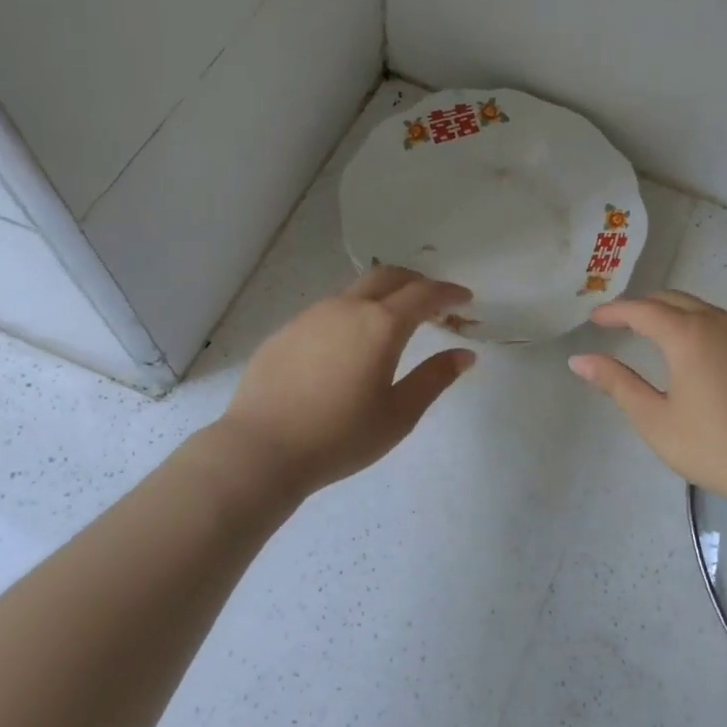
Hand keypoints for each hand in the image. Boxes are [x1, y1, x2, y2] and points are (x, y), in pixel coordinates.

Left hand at [212, 266, 475, 495]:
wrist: (261, 450)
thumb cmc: (340, 437)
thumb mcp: (399, 414)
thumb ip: (435, 378)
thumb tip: (465, 355)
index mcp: (381, 325)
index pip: (423, 294)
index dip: (448, 292)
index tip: (465, 298)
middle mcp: (346, 308)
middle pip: (387, 276)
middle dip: (416, 281)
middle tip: (433, 302)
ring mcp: (310, 317)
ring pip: (354, 292)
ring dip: (382, 298)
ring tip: (393, 325)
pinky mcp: (285, 332)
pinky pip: (327, 313)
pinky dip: (351, 316)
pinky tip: (348, 348)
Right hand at [568, 291, 726, 507]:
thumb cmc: (713, 445)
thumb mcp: (655, 418)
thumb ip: (617, 383)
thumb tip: (580, 360)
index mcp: (687, 334)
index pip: (642, 310)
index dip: (614, 312)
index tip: (594, 319)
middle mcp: (718, 322)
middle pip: (673, 300)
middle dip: (642, 307)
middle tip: (618, 324)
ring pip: (701, 309)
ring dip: (672, 314)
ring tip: (651, 334)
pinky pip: (722, 324)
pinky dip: (697, 326)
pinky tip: (693, 352)